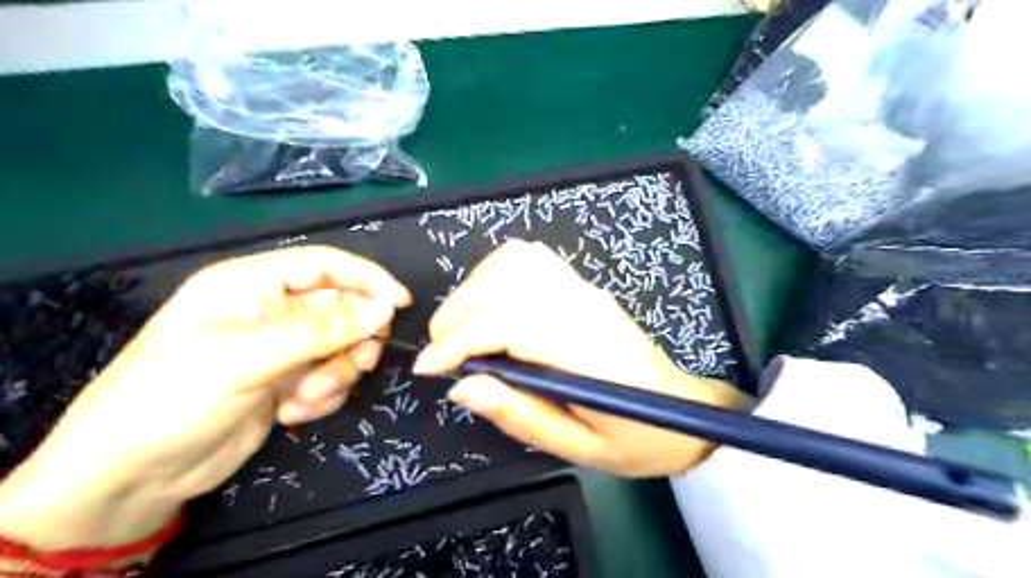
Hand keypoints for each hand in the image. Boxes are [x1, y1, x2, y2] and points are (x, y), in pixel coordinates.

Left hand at [0, 247, 411, 549]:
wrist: (131, 478)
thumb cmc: (173, 398)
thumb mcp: (247, 358)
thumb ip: (321, 330)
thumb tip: (383, 309)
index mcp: (251, 284)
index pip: (325, 265)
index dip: (367, 279)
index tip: (400, 304)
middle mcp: (271, 310)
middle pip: (342, 308)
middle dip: (352, 339)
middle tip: (358, 363)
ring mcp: (281, 347)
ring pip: (341, 346)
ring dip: (336, 373)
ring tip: (306, 398)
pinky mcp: (288, 380)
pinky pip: (330, 376)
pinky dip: (323, 395)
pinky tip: (292, 412)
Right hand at [415, 238, 749, 477]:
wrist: (684, 410)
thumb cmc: (637, 438)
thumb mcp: (580, 448)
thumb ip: (520, 415)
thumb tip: (462, 385)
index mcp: (586, 351)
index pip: (509, 323)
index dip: (458, 340)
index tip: (428, 368)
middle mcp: (583, 307)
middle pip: (504, 284)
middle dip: (456, 315)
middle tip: (441, 353)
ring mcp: (584, 290)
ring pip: (514, 261)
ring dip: (473, 289)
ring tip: (461, 329)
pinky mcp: (581, 285)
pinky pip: (531, 258)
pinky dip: (496, 273)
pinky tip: (489, 303)